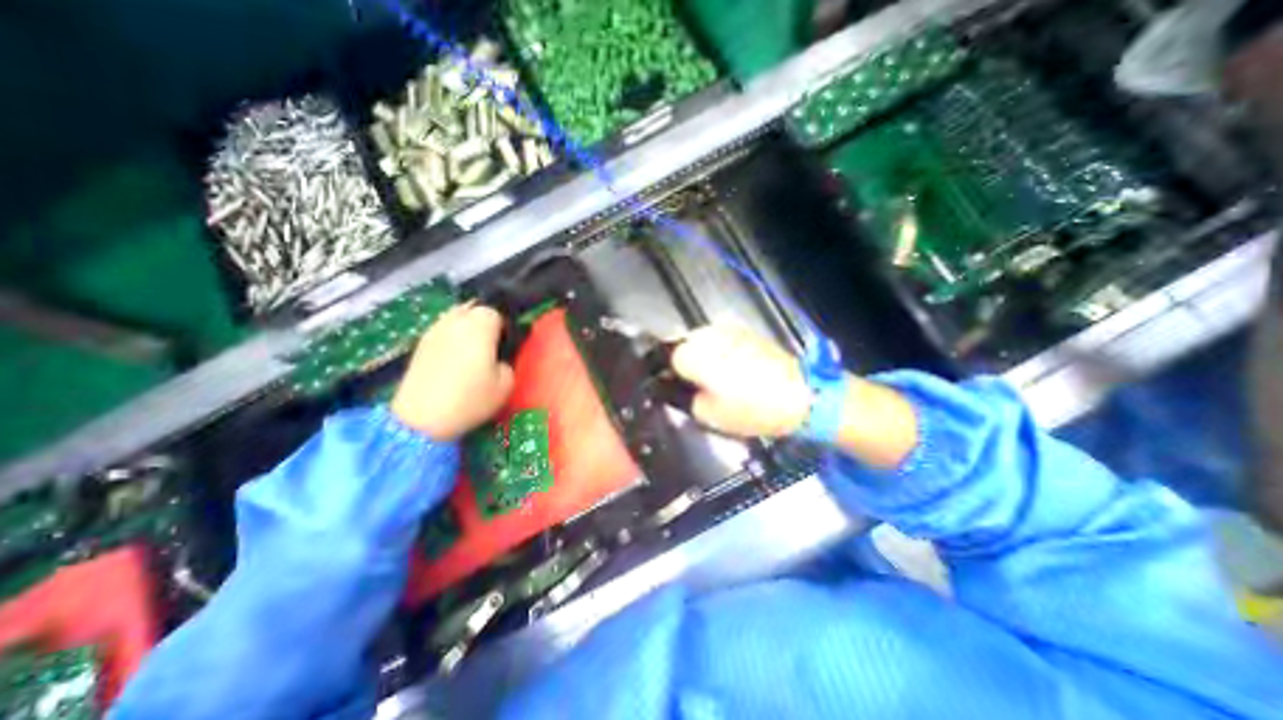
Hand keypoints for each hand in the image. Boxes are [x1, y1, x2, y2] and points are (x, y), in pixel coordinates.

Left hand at [388, 301, 514, 442]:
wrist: (420, 419)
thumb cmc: (470, 399)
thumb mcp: (506, 384)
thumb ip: (507, 362)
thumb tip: (498, 357)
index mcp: (479, 325)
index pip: (496, 312)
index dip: (504, 327)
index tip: (506, 345)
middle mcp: (455, 320)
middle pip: (473, 309)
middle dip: (483, 322)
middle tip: (491, 346)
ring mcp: (433, 331)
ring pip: (455, 318)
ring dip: (466, 329)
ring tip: (471, 352)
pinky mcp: (419, 345)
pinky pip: (442, 332)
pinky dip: (451, 339)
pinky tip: (453, 360)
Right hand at [674, 326, 809, 438]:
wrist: (800, 394)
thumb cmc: (751, 408)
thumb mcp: (708, 415)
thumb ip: (684, 399)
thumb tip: (674, 388)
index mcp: (692, 353)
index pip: (666, 359)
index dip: (672, 376)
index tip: (681, 389)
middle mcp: (706, 334)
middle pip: (683, 346)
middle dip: (687, 363)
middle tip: (700, 386)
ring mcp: (727, 328)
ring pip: (702, 341)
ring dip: (704, 355)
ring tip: (720, 377)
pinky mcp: (745, 329)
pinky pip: (721, 339)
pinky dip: (720, 351)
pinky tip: (734, 367)